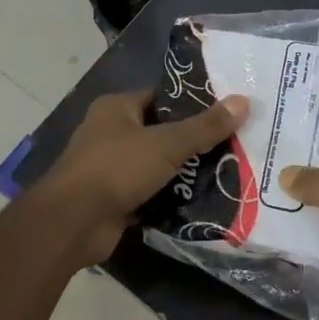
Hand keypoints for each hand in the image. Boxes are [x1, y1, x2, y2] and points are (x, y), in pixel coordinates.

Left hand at [38, 89, 248, 266]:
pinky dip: (171, 197)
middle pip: (161, 132)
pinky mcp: (116, 199)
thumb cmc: (116, 168)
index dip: (193, 103)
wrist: (74, 222)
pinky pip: (151, 193)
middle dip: (193, 141)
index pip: (161, 97)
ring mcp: (111, 168)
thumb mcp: (166, 144)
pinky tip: (203, 200)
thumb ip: (204, 127)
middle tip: (235, 144)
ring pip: (157, 165)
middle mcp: (111, 133)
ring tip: (228, 171)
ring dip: (184, 171)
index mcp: (116, 108)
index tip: (227, 111)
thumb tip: (244, 101)